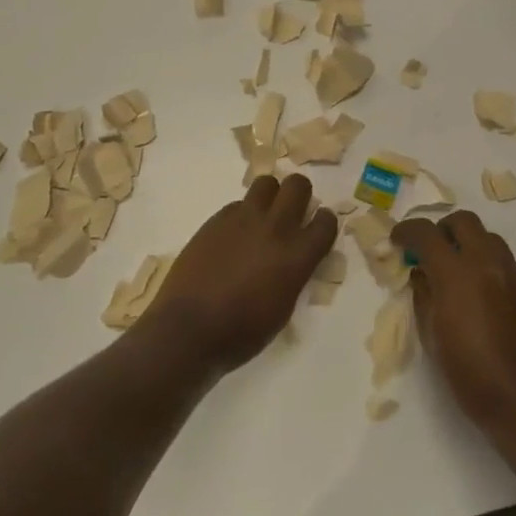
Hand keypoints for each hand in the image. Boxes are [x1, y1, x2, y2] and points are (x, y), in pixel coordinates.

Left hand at [144, 173, 336, 372]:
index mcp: (296, 256)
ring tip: (264, 216)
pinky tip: (234, 236)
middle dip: (300, 194)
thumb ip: (294, 275)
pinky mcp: (217, 219)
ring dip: (271, 195)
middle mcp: (275, 228)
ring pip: (266, 183)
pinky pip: (238, 204)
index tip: (317, 229)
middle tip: (292, 212)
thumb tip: (294, 260)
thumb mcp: (282, 309)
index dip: (324, 222)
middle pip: (298, 186)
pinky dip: (243, 214)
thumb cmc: (241, 332)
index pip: (326, 221)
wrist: (188, 327)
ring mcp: (243, 219)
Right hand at [393, 209, 515, 433]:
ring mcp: (511, 273)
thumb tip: (421, 275)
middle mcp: (486, 263)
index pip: (426, 233)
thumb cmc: (470, 374)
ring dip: (466, 243)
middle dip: (441, 229)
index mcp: (456, 274)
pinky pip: (502, 259)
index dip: (407, 232)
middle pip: (462, 221)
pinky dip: (484, 262)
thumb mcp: (432, 336)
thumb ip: (424, 296)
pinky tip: (477, 291)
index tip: (397, 241)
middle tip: (429, 251)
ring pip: (487, 236)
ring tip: (454, 270)